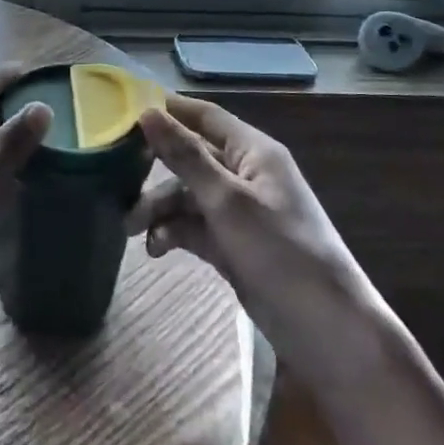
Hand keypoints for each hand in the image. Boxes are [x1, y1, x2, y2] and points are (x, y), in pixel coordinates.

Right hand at [129, 95, 378, 362]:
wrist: (329, 334)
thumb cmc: (282, 253)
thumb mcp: (228, 201)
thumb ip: (186, 157)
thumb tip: (147, 112)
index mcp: (253, 152)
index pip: (204, 117)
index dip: (167, 109)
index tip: (121, 110)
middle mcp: (245, 175)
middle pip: (190, 157)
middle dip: (154, 169)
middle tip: (114, 177)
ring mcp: (239, 213)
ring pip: (187, 196)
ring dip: (159, 208)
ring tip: (130, 229)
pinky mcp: (233, 246)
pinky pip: (194, 227)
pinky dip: (173, 234)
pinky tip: (155, 249)